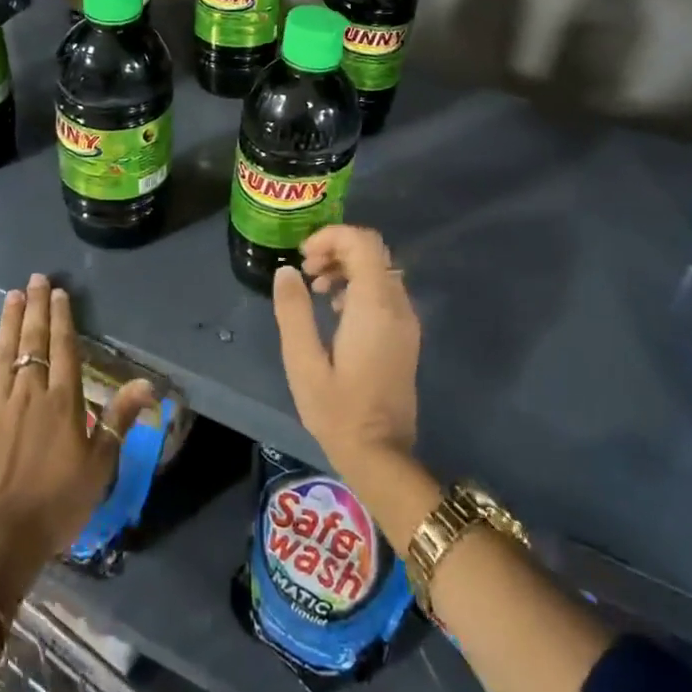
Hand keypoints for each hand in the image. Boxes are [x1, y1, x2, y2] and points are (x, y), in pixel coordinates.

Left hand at [0, 275, 152, 609]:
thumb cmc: (55, 506)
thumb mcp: (99, 467)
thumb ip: (120, 420)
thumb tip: (149, 383)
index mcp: (63, 401)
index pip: (64, 348)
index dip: (62, 318)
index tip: (58, 292)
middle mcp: (29, 393)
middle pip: (33, 341)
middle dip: (34, 307)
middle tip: (35, 278)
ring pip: (3, 352)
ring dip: (8, 321)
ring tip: (12, 295)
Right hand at [272, 226, 420, 479]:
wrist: (381, 454)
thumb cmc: (337, 410)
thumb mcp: (303, 362)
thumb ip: (293, 311)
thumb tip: (286, 270)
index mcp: (374, 306)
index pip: (362, 243)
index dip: (331, 236)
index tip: (302, 256)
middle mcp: (397, 305)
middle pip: (372, 251)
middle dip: (336, 249)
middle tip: (304, 271)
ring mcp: (406, 320)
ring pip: (379, 268)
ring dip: (346, 266)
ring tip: (313, 289)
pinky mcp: (405, 334)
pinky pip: (384, 289)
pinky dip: (358, 284)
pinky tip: (333, 309)